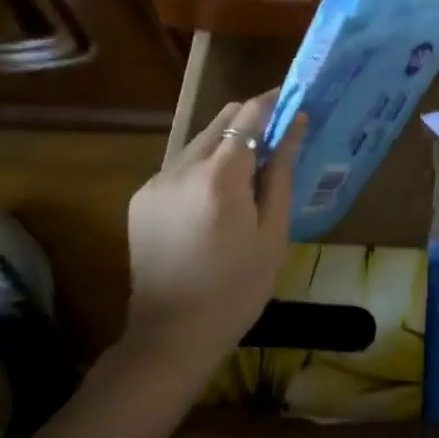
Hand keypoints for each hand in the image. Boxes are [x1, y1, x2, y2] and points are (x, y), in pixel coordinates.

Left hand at [124, 89, 303, 370]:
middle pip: (222, 119)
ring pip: (200, 140)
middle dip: (251, 119)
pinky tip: (217, 198)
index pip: (248, 115)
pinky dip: (205, 165)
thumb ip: (281, 170)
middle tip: (278, 137)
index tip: (293, 100)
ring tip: (250, 172)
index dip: (272, 101)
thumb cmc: (237, 289)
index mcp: (219, 178)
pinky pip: (182, 164)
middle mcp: (182, 168)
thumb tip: (295, 122)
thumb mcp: (272, 232)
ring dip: (228, 143)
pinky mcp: (142, 197)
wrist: (171, 337)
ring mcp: (157, 181)